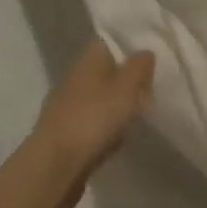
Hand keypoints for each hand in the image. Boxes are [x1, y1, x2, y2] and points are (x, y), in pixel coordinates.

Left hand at [28, 40, 155, 207]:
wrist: (54, 165)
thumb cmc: (94, 119)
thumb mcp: (127, 88)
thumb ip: (139, 67)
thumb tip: (145, 51)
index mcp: (88, 60)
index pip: (108, 42)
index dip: (129, 46)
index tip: (151, 56)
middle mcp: (74, 77)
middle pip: (103, 70)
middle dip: (124, 77)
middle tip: (151, 87)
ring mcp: (66, 105)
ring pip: (97, 96)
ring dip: (114, 103)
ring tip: (139, 113)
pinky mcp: (63, 132)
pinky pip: (90, 121)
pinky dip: (104, 126)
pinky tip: (117, 137)